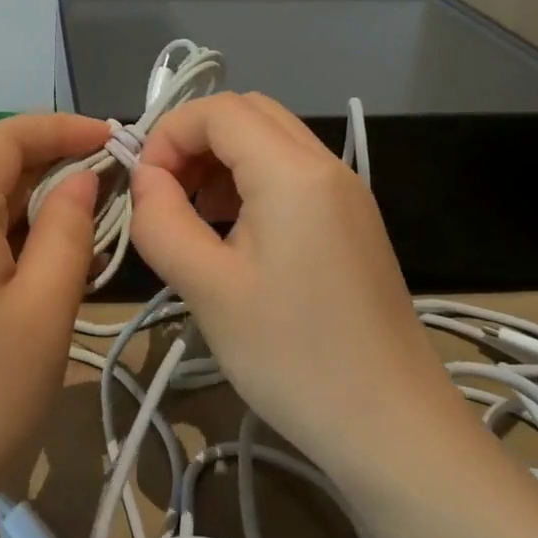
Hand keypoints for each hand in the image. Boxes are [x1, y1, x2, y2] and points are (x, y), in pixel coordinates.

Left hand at [0, 113, 108, 537]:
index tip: (112, 139)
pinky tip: (25, 270)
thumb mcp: (45, 309)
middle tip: (107, 191)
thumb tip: (79, 179)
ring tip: (76, 234)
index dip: (61, 128)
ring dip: (23, 207)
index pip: (5, 137)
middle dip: (47, 168)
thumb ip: (68, 229)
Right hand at [127, 92, 461, 478]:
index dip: (169, 134)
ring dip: (222, 158)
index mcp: (293, 173)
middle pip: (247, 113)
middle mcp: (326, 165)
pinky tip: (232, 232)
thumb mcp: (208, 289)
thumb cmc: (293, 357)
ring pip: (270, 139)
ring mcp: (346, 191)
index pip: (218, 110)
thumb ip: (162, 220)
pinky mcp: (352, 220)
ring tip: (193, 213)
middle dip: (195, 139)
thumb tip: (145, 178)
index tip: (145, 187)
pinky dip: (250, 180)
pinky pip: (292, 172)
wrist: (392, 427)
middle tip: (166, 193)